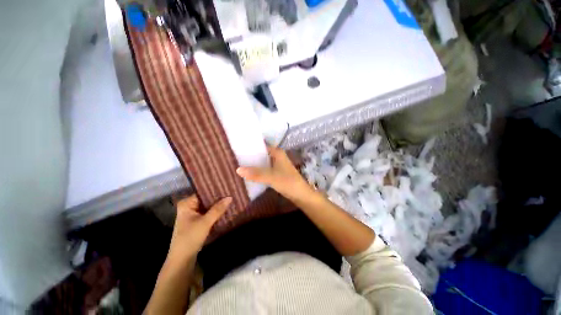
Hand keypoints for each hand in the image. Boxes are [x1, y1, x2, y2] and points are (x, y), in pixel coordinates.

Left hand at [166, 195, 231, 264]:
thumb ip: (217, 209)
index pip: (204, 193)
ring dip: (218, 206)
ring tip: (231, 200)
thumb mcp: (205, 222)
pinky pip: (208, 213)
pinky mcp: (197, 221)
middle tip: (232, 193)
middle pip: (206, 200)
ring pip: (208, 207)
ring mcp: (193, 214)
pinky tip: (226, 209)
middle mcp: (189, 206)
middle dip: (218, 199)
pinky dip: (216, 212)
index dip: (216, 191)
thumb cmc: (190, 238)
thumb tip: (230, 197)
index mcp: (187, 203)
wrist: (182, 259)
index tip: (228, 189)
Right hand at [236, 146, 313, 201]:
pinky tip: (249, 173)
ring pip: (263, 162)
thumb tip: (237, 169)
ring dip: (254, 164)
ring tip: (239, 165)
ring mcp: (278, 164)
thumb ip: (255, 173)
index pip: (261, 146)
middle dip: (250, 156)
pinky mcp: (277, 172)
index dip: (251, 147)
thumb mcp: (271, 177)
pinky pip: (265, 169)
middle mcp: (277, 156)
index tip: (238, 148)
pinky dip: (258, 170)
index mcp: (277, 152)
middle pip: (261, 154)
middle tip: (236, 158)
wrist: (300, 194)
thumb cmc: (287, 182)